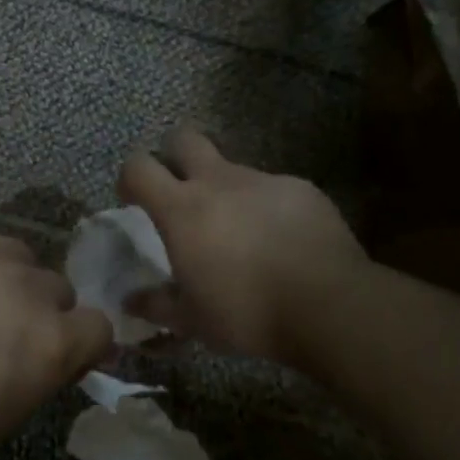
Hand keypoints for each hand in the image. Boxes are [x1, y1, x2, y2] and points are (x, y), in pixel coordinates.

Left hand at [0, 214, 111, 459]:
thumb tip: (60, 352)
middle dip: (37, 310)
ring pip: (17, 255)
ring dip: (1, 277)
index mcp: (48, 342)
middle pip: (57, 287)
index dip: (79, 342)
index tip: (54, 354)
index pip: (99, 326)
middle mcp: (29, 286)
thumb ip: (37, 379)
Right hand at [119, 126, 369, 367]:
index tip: (134, 202)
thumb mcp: (193, 321)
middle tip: (182, 191)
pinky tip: (283, 241)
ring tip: (241, 231)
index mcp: (182, 208)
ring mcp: (262, 180)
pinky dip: (268, 207)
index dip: (130, 178)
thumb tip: (130, 300)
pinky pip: (272, 189)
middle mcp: (218, 181)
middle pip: (184, 138)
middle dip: (174, 155)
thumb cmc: (248, 313)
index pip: (139, 167)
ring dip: (226, 189)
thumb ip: (157, 305)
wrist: (329, 305)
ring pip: (232, 168)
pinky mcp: (300, 188)